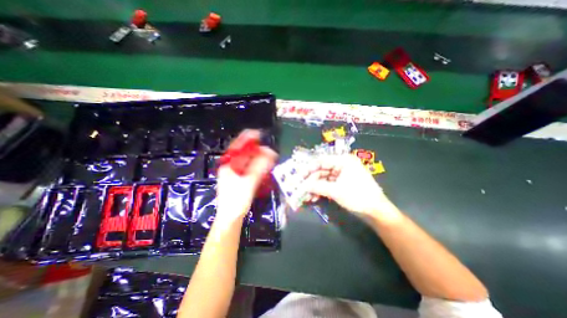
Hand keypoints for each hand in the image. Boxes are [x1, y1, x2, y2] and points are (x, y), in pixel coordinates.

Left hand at [217, 129, 278, 223]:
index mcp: (229, 165)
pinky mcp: (239, 179)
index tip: (259, 133)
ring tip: (268, 154)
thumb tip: (270, 153)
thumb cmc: (237, 200)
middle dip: (256, 148)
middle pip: (243, 153)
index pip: (238, 146)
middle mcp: (230, 167)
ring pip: (247, 160)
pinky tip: (263, 165)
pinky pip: (248, 167)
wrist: (231, 218)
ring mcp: (234, 173)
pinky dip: (256, 164)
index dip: (248, 138)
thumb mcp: (249, 182)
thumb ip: (259, 167)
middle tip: (267, 147)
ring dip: (257, 156)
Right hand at [306, 154, 397, 219]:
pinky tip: (314, 198)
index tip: (299, 176)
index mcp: (343, 161)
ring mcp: (342, 174)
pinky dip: (320, 190)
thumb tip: (303, 186)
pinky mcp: (342, 183)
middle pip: (321, 170)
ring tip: (306, 196)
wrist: (376, 212)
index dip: (308, 168)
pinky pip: (328, 184)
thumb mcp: (336, 191)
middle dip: (310, 180)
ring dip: (314, 187)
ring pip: (323, 178)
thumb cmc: (358, 197)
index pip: (321, 161)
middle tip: (300, 188)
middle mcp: (342, 165)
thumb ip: (318, 186)